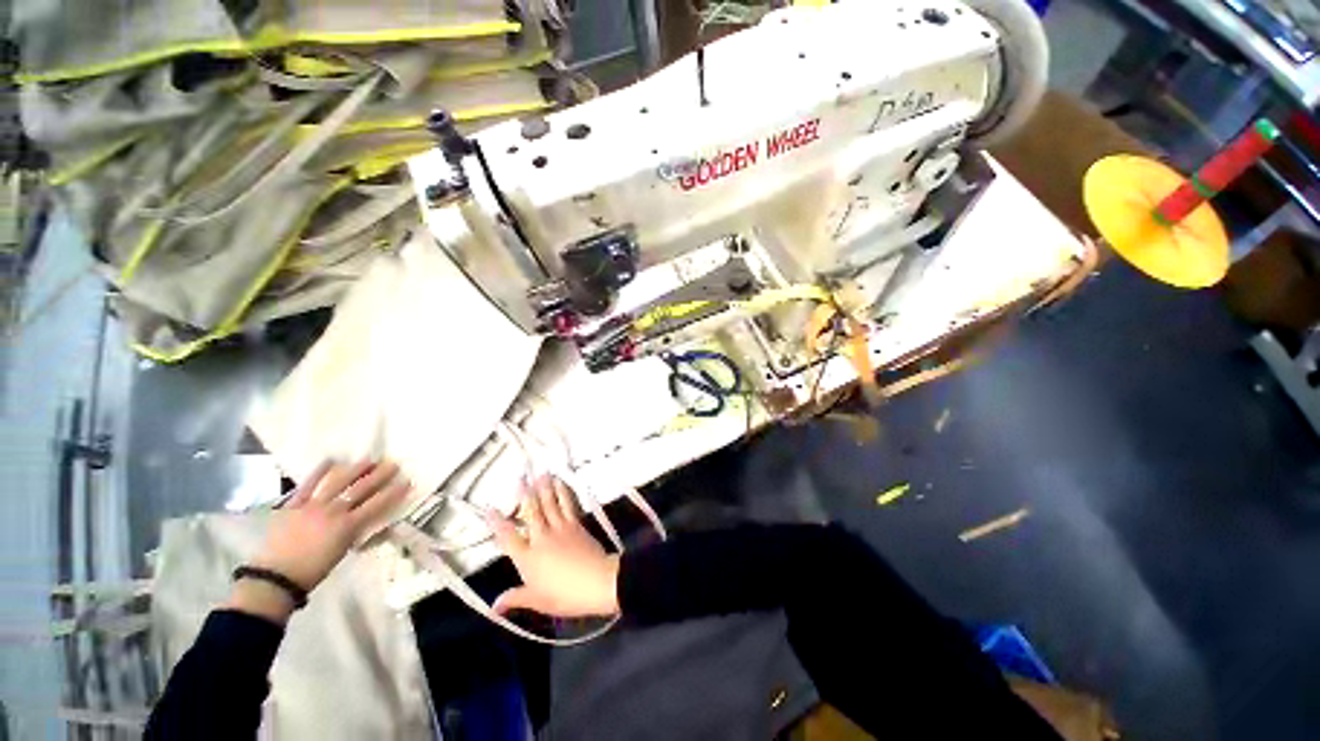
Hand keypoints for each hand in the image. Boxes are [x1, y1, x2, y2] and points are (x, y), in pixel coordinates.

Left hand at [229, 461, 409, 622]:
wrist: (275, 577)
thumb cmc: (313, 570)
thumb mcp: (342, 552)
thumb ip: (357, 532)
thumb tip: (374, 522)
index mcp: (347, 526)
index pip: (377, 504)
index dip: (393, 492)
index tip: (407, 481)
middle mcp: (333, 511)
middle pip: (360, 489)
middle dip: (379, 475)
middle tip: (392, 463)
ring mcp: (312, 506)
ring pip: (337, 482)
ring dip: (354, 469)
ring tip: (368, 459)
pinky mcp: (293, 505)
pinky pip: (307, 485)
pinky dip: (319, 472)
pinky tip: (330, 460)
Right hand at [486, 475, 619, 617]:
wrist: (596, 581)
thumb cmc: (564, 595)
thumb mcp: (537, 601)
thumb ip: (515, 598)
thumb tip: (493, 606)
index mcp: (528, 558)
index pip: (508, 538)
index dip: (497, 523)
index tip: (489, 508)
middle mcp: (542, 538)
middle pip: (531, 512)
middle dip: (525, 494)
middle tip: (521, 478)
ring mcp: (560, 528)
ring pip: (549, 504)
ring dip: (544, 488)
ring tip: (541, 474)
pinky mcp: (576, 524)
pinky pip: (568, 504)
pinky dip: (563, 492)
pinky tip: (561, 483)